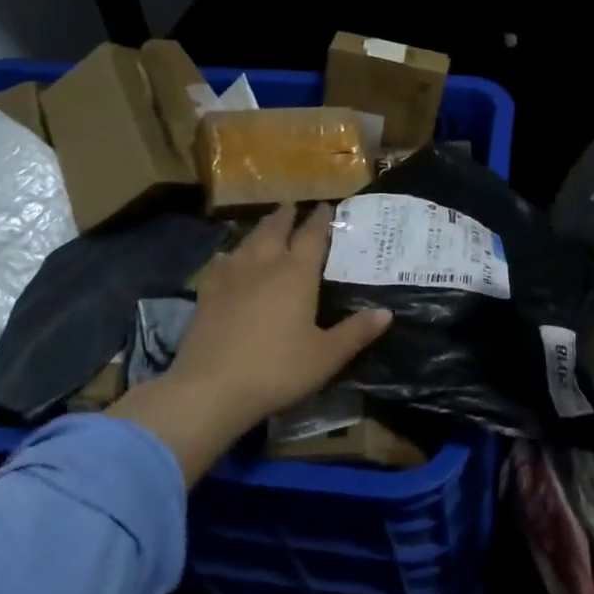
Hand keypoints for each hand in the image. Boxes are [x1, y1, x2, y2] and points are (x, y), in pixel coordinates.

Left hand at [110, 204, 391, 483]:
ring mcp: (231, 277)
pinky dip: (230, 255)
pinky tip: (228, 257)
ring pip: (248, 242)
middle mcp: (264, 266)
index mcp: (296, 275)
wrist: (210, 388)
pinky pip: (221, 264)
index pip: (311, 237)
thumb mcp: (326, 356)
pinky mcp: (207, 294)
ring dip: (260, 229)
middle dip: (286, 216)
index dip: (320, 220)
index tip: (325, 206)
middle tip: (292, 205)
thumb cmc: (277, 370)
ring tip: (267, 224)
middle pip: (275, 230)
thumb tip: (387, 313)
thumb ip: (356, 333)